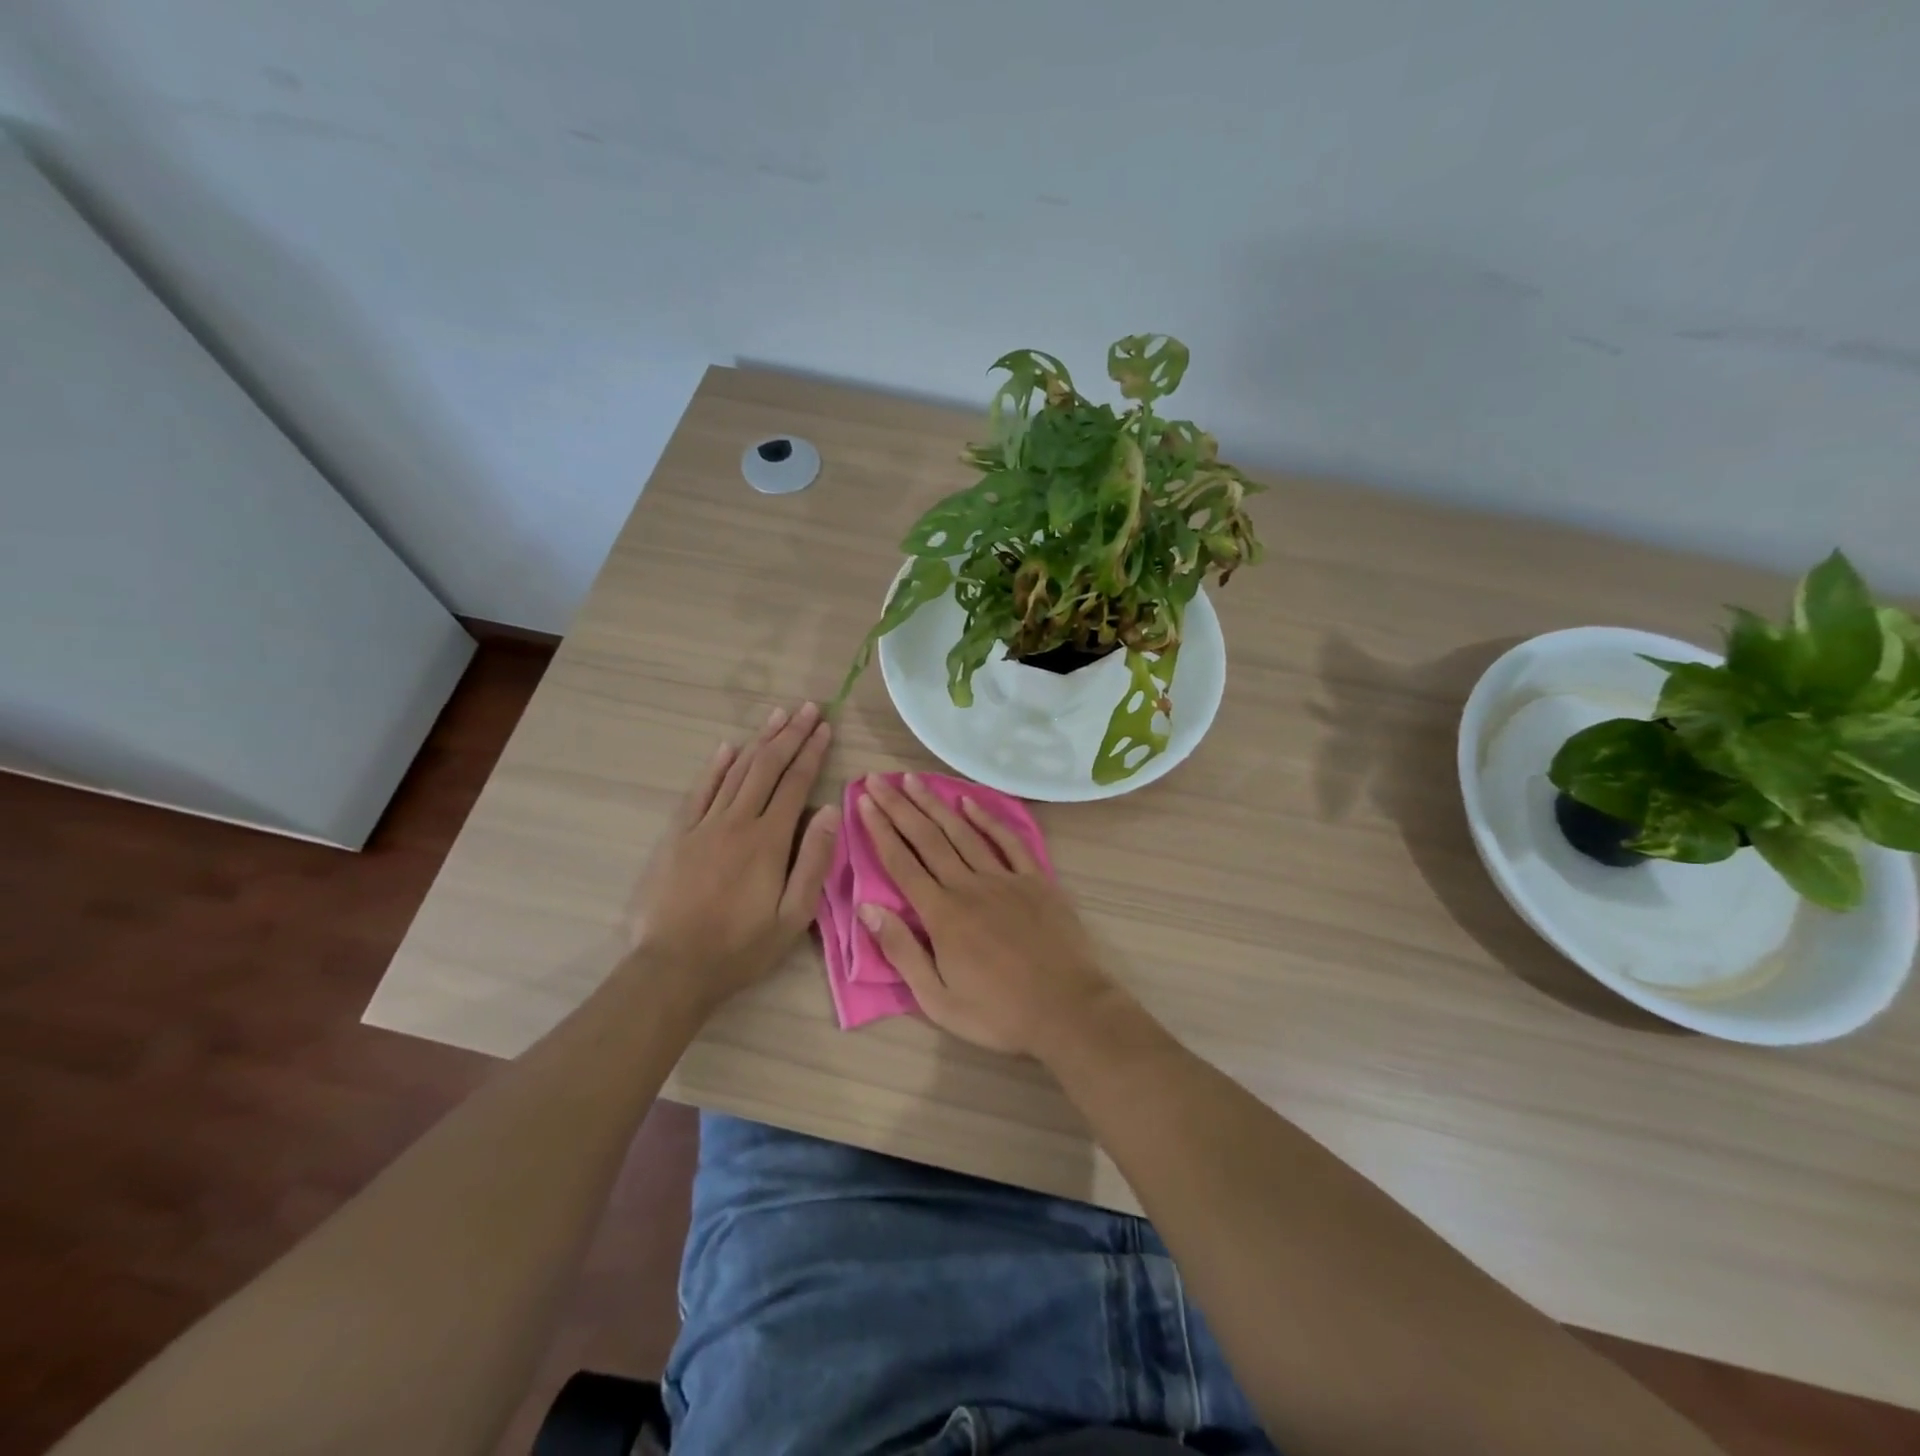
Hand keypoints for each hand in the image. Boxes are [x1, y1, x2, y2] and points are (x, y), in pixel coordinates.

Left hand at [630, 702, 839, 1014]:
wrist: (673, 967)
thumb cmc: (741, 946)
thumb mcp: (794, 916)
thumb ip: (814, 861)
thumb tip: (830, 811)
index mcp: (768, 840)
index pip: (795, 784)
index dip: (812, 753)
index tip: (825, 727)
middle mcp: (737, 821)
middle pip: (767, 767)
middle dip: (791, 735)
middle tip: (808, 708)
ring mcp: (704, 825)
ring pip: (736, 772)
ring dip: (759, 741)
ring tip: (778, 716)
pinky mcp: (678, 835)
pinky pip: (700, 791)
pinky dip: (716, 767)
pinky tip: (727, 748)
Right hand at [855, 773, 1116, 1055]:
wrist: (1068, 1009)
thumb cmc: (998, 1013)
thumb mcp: (938, 999)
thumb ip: (901, 951)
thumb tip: (866, 908)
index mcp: (942, 915)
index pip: (902, 863)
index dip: (880, 830)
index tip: (865, 801)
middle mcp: (969, 886)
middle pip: (928, 838)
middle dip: (900, 806)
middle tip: (878, 778)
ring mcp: (1005, 879)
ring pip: (963, 832)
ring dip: (935, 804)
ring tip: (913, 780)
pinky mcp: (1035, 880)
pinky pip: (1008, 841)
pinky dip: (987, 818)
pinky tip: (969, 801)